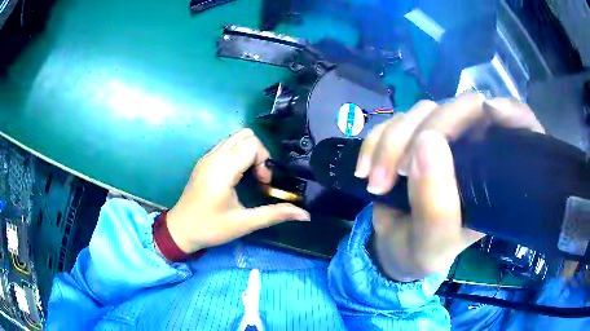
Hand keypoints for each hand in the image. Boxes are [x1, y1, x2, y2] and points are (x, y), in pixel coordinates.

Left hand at [166, 128, 309, 253]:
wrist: (180, 230)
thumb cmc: (210, 228)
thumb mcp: (243, 224)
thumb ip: (275, 215)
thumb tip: (305, 214)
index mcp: (222, 171)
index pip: (251, 144)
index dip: (264, 161)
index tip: (263, 184)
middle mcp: (213, 157)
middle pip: (245, 135)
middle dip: (258, 154)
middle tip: (258, 178)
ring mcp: (207, 157)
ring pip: (235, 137)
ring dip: (248, 152)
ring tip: (248, 177)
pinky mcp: (204, 161)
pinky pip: (226, 145)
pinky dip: (238, 154)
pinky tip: (236, 177)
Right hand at [355, 95, 544, 280]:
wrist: (392, 248)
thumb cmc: (423, 252)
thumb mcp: (433, 244)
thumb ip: (436, 205)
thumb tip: (427, 141)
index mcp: (496, 176)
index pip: (520, 128)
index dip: (513, 114)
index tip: (492, 114)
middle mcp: (476, 148)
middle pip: (463, 108)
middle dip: (425, 132)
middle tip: (398, 172)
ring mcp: (444, 138)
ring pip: (423, 110)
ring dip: (391, 141)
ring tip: (374, 182)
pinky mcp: (414, 135)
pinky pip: (395, 120)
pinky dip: (375, 140)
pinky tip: (365, 170)